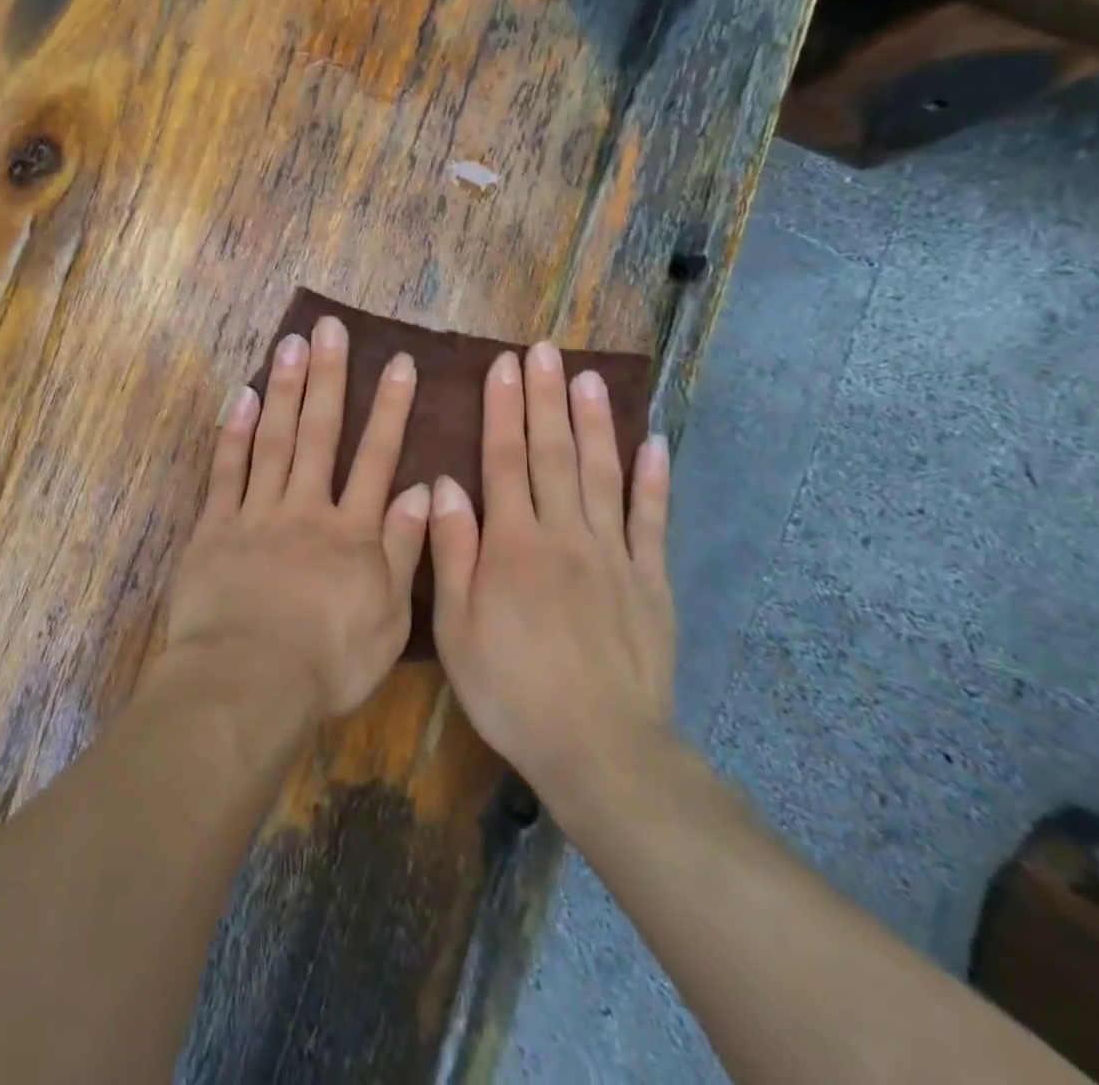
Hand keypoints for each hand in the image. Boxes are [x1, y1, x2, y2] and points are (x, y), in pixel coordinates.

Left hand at [165, 315, 430, 726]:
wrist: (248, 683)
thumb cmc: (327, 662)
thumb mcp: (388, 618)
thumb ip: (403, 551)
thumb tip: (419, 490)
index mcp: (351, 532)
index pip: (376, 457)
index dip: (388, 408)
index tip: (397, 362)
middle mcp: (305, 508)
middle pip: (319, 433)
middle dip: (327, 377)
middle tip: (328, 328)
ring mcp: (256, 513)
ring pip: (273, 439)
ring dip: (283, 389)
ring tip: (289, 344)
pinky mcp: (215, 527)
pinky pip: (225, 471)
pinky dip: (232, 432)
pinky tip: (239, 395)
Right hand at [427, 341, 674, 797]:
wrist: (598, 747)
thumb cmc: (511, 688)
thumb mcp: (456, 628)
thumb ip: (451, 552)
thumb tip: (444, 485)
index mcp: (513, 544)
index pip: (504, 460)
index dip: (502, 409)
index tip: (503, 366)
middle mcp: (564, 535)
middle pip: (553, 453)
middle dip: (545, 398)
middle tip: (544, 350)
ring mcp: (614, 555)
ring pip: (603, 473)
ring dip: (595, 422)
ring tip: (590, 377)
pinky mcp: (651, 581)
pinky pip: (652, 520)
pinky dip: (653, 479)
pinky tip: (654, 443)